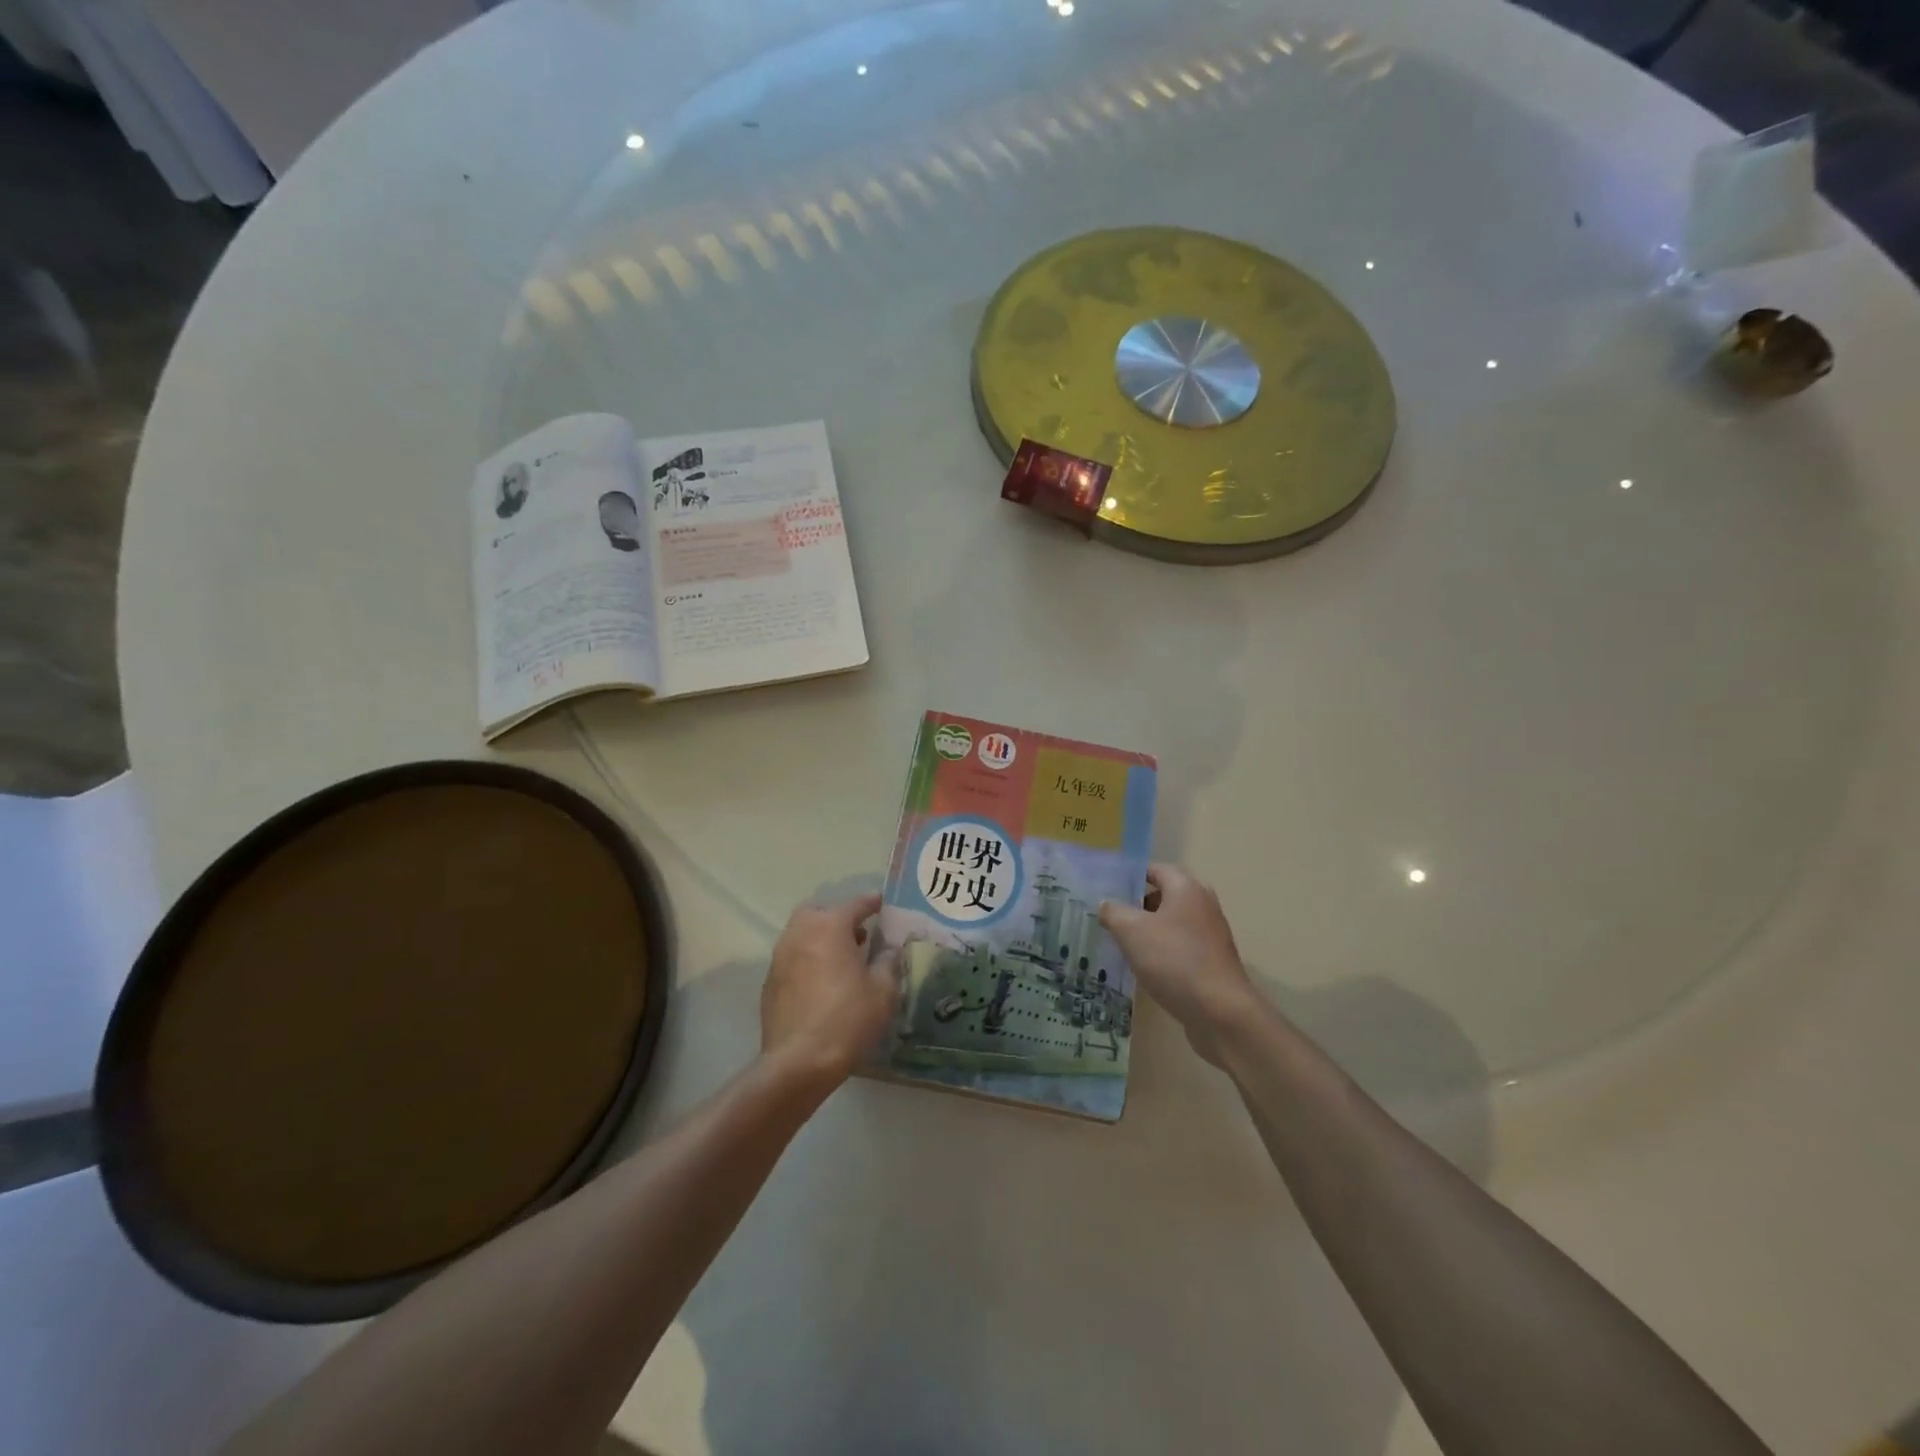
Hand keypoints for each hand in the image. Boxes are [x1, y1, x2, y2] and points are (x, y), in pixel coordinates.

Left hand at [761, 893, 897, 1087]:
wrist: (798, 1062)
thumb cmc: (848, 1019)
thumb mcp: (883, 991)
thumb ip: (888, 962)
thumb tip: (888, 950)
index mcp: (830, 926)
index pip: (855, 904)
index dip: (872, 903)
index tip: (883, 904)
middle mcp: (801, 932)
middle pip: (820, 912)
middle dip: (839, 917)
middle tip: (859, 934)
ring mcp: (781, 956)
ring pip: (802, 933)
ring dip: (821, 938)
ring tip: (842, 959)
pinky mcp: (770, 981)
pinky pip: (793, 957)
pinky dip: (808, 959)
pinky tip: (822, 982)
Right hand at [1099, 865, 1259, 1066]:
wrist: (1221, 1012)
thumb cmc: (1174, 960)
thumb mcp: (1131, 931)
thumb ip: (1113, 912)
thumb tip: (1105, 903)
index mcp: (1186, 888)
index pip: (1154, 869)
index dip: (1129, 876)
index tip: (1105, 889)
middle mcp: (1202, 905)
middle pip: (1163, 896)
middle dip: (1135, 905)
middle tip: (1107, 917)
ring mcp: (1210, 934)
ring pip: (1170, 924)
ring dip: (1147, 931)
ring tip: (1119, 943)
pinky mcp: (1212, 961)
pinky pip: (1180, 947)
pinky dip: (1161, 952)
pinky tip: (1143, 967)